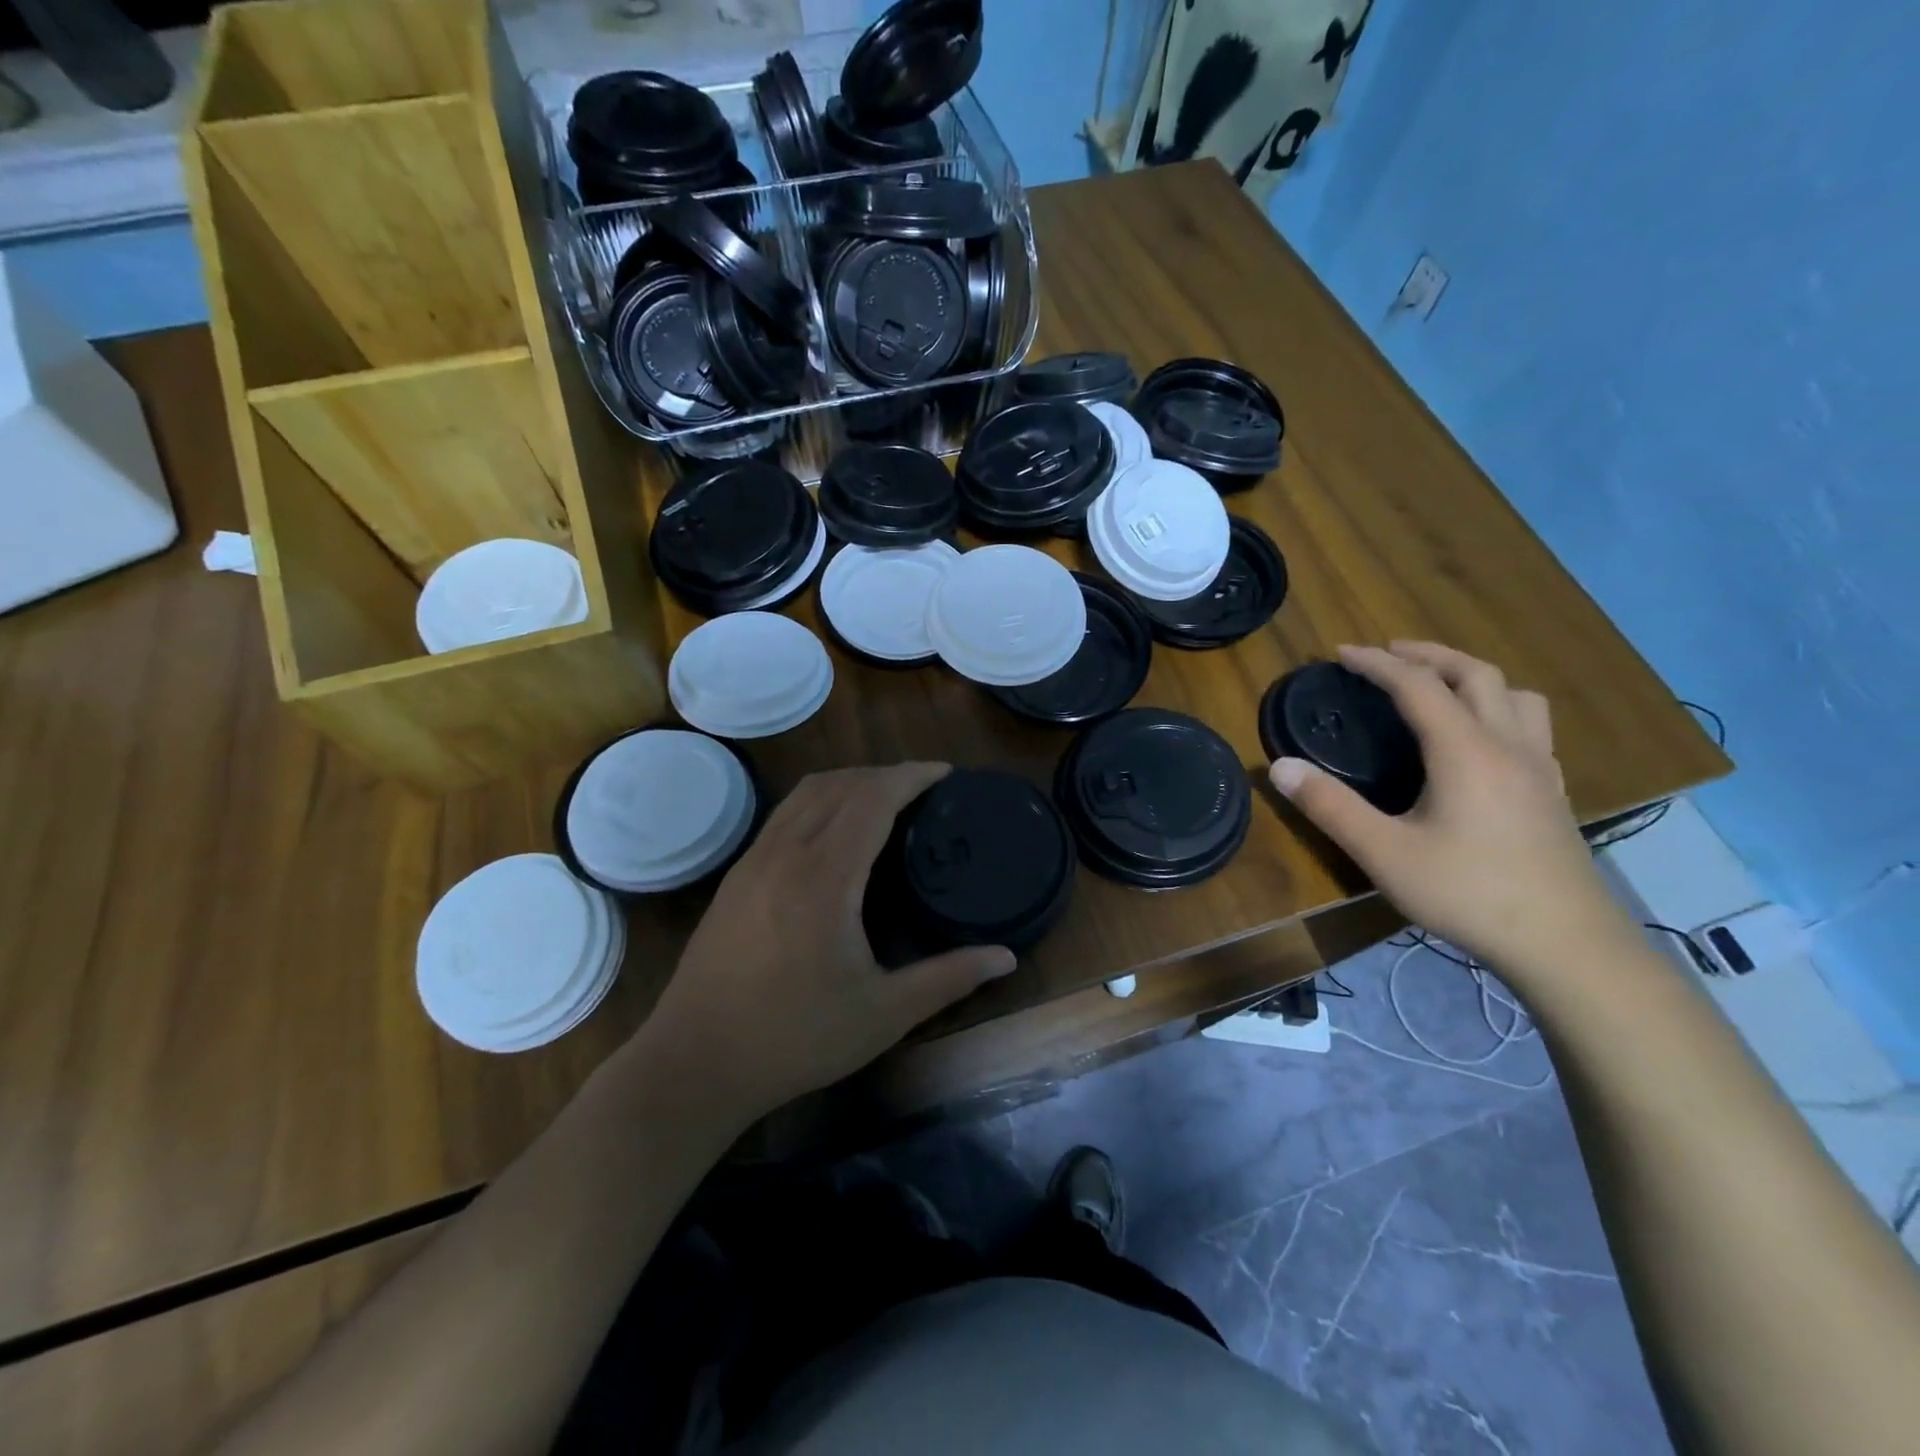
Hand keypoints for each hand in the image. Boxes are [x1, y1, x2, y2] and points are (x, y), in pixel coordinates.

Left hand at [638, 762, 1017, 1122]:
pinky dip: (819, 802)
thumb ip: (948, 979)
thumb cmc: (794, 1039)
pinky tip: (834, 833)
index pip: (872, 798)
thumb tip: (1006, 958)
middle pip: (840, 784)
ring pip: (805, 794)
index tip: (945, 774)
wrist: (694, 1063)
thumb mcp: (882, 1014)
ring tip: (884, 800)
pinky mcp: (735, 876)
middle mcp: (785, 853)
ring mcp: (753, 861)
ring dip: (849, 782)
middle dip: (885, 775)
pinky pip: (784, 814)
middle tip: (924, 790)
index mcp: (825, 878)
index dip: (911, 776)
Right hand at [1269, 642, 1630, 974]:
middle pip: (1476, 674)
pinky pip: (1531, 727)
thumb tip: (1281, 766)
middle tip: (1389, 654)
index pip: (1418, 685)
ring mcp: (1540, 769)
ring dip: (1473, 677)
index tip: (1341, 652)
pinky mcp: (1554, 794)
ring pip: (1516, 695)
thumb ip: (1330, 806)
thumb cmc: (1468, 893)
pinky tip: (1482, 740)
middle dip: (1429, 654)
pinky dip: (1499, 710)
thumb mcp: (1383, 853)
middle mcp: (1509, 746)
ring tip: (1440, 686)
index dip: (1377, 663)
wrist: (1565, 944)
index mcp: (1466, 751)